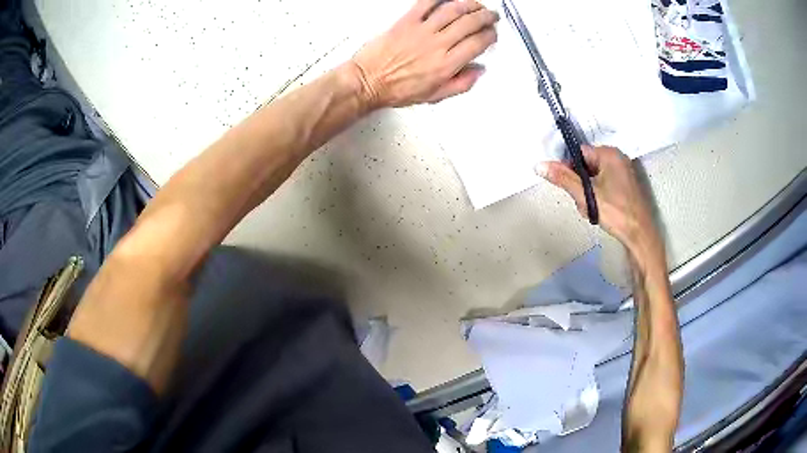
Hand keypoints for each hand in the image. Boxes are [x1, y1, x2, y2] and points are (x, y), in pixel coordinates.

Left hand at [351, 0, 498, 108]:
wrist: (368, 81)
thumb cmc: (396, 89)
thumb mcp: (434, 96)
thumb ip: (461, 84)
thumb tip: (478, 71)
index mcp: (446, 65)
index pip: (478, 43)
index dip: (490, 36)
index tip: (492, 34)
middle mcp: (437, 45)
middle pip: (470, 23)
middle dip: (486, 17)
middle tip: (491, 16)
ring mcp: (421, 31)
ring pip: (453, 10)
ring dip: (469, 4)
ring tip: (476, 5)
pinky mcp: (406, 22)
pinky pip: (425, 3)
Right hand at [537, 146, 660, 254]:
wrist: (639, 235)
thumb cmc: (615, 212)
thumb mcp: (586, 195)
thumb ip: (563, 178)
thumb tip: (539, 165)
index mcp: (609, 154)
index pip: (579, 153)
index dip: (569, 169)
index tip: (568, 187)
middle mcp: (617, 158)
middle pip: (586, 165)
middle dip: (579, 183)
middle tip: (582, 202)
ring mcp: (623, 171)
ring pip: (594, 177)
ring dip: (587, 192)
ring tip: (591, 208)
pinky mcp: (625, 185)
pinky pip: (604, 183)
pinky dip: (597, 195)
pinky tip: (599, 210)